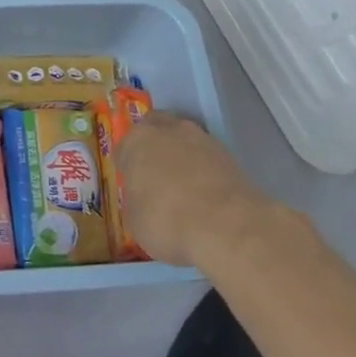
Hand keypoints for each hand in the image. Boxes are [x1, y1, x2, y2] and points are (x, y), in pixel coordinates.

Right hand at [116, 110, 273, 269]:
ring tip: (185, 189)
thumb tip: (144, 201)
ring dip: (183, 157)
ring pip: (186, 141)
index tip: (131, 184)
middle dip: (155, 147)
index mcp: (137, 141)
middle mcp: (169, 131)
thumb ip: (137, 201)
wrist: (227, 227)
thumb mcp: (135, 220)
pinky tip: (207, 196)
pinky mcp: (231, 156)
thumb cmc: (166, 220)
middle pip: (157, 129)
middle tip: (156, 175)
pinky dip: (205, 172)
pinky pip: (209, 159)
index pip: (124, 147)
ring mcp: (203, 140)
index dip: (127, 166)